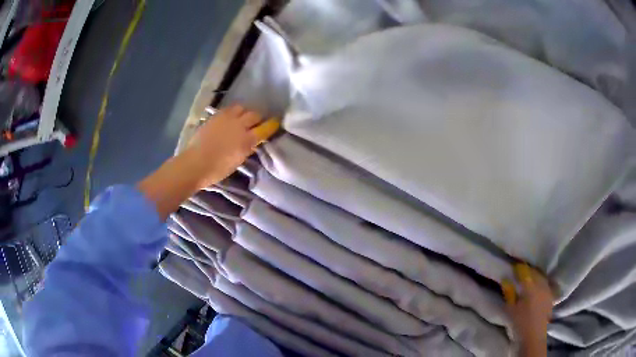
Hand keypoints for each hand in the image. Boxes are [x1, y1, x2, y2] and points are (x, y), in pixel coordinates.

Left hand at [185, 105, 279, 187]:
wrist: (195, 163)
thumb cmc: (217, 169)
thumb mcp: (237, 161)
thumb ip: (247, 148)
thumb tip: (253, 141)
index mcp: (246, 140)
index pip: (264, 129)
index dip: (272, 125)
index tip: (275, 123)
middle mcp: (239, 125)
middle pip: (254, 114)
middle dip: (258, 118)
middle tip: (257, 122)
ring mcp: (226, 118)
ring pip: (242, 108)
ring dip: (245, 112)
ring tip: (242, 117)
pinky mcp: (216, 116)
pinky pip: (228, 109)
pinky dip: (233, 112)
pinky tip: (230, 117)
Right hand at [501, 264, 552, 356]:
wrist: (534, 335)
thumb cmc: (521, 323)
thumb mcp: (511, 309)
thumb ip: (509, 294)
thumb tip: (506, 280)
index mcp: (530, 287)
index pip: (525, 272)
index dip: (519, 268)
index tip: (514, 267)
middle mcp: (541, 285)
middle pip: (535, 273)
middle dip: (528, 271)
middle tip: (521, 272)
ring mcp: (547, 290)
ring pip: (542, 277)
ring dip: (536, 276)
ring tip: (530, 278)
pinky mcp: (551, 296)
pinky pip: (546, 284)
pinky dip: (541, 282)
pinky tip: (538, 286)